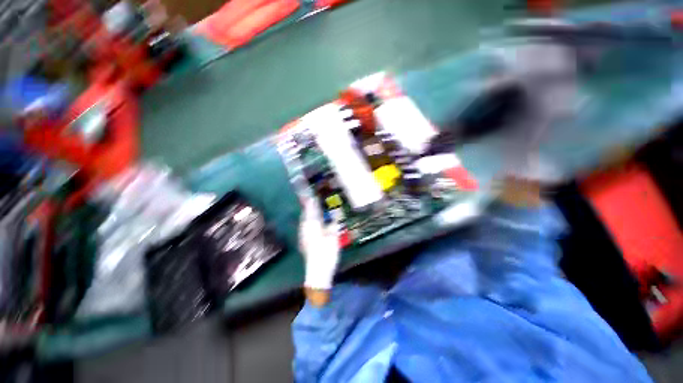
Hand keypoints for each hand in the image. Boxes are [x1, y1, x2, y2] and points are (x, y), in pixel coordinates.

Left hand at [299, 197, 339, 305]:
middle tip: (313, 201)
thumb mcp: (334, 237)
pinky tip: (312, 224)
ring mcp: (303, 236)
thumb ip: (334, 224)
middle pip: (306, 215)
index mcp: (313, 226)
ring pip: (305, 221)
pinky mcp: (304, 242)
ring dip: (308, 214)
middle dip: (309, 207)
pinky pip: (305, 227)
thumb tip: (336, 214)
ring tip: (313, 210)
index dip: (313, 202)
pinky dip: (308, 222)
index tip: (313, 195)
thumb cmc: (327, 253)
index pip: (312, 210)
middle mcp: (306, 228)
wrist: (318, 272)